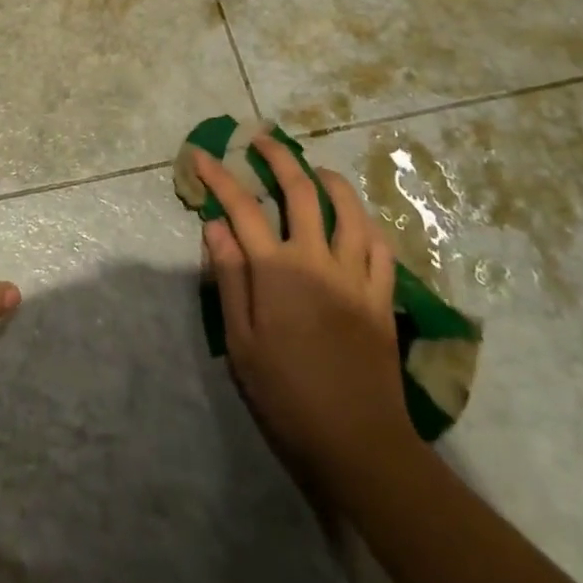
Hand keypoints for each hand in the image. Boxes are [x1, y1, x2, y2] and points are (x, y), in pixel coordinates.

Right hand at [196, 138, 414, 505]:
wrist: (358, 443)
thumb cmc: (287, 394)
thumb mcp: (241, 340)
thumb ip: (229, 277)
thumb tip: (215, 226)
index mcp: (277, 270)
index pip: (242, 208)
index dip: (218, 177)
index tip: (200, 155)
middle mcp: (317, 260)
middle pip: (301, 191)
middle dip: (279, 157)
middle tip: (262, 140)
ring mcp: (356, 276)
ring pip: (349, 210)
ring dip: (330, 181)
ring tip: (315, 170)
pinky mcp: (382, 298)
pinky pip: (381, 248)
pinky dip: (367, 225)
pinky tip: (357, 221)